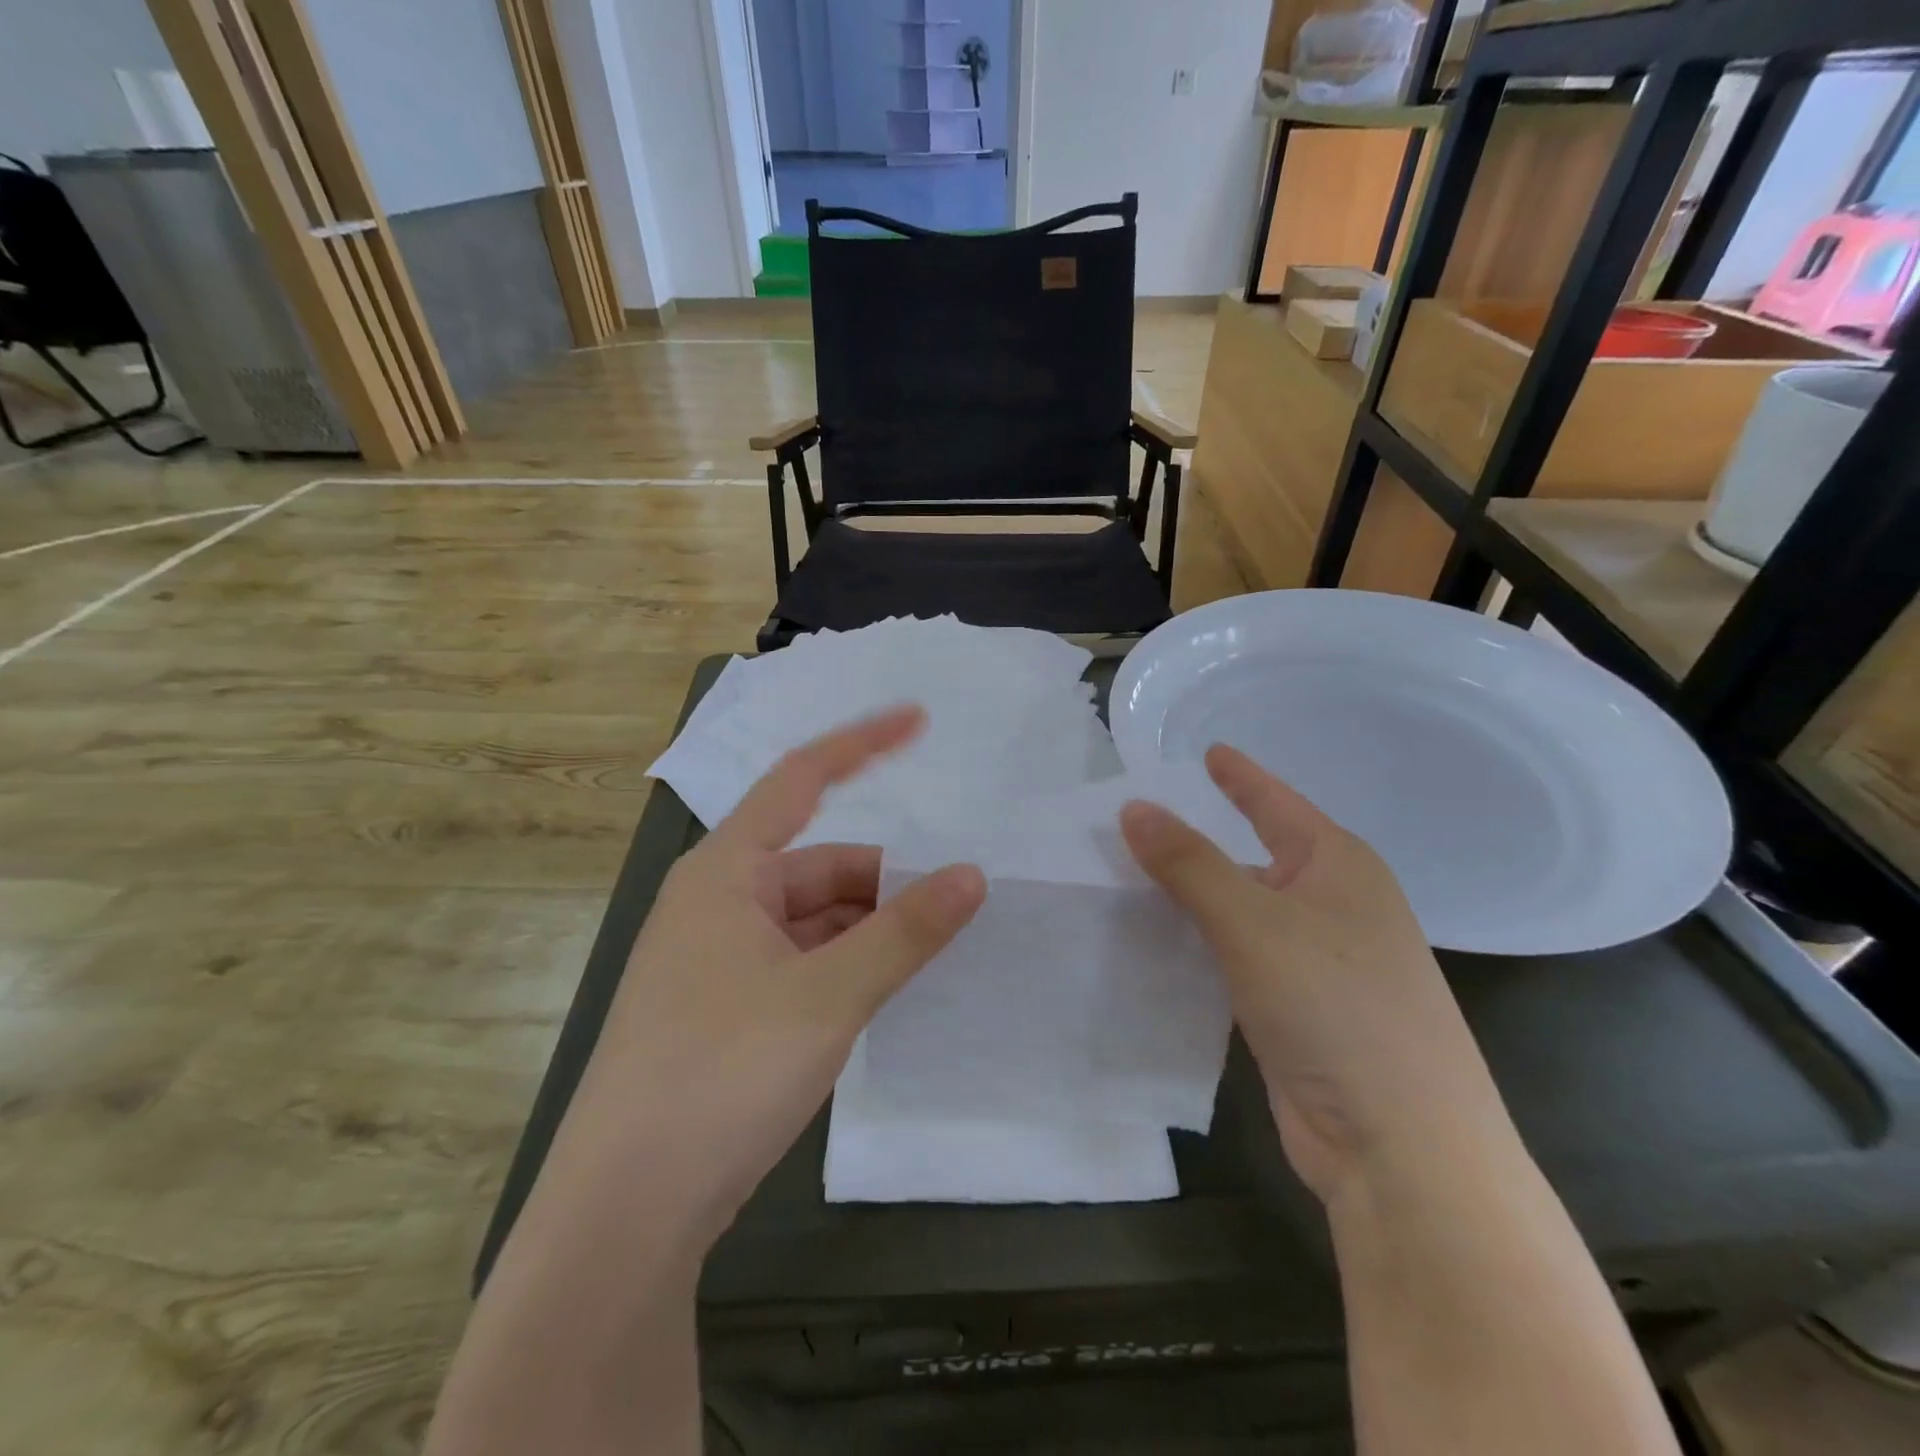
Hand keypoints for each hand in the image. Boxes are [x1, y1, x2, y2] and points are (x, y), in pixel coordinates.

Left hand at [565, 706, 985, 1238]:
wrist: (623, 1214)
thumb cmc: (720, 1074)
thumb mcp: (828, 996)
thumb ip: (904, 932)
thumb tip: (971, 876)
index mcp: (725, 872)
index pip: (800, 779)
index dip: (862, 743)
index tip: (918, 719)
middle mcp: (716, 902)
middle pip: (817, 866)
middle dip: (882, 881)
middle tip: (952, 902)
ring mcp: (716, 959)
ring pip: (811, 920)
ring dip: (867, 930)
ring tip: (929, 951)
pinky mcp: (722, 1011)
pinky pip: (798, 962)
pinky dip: (843, 966)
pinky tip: (881, 992)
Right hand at [1121, 745, 1511, 1204]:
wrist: (1402, 1150)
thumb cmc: (1337, 1009)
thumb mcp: (1253, 923)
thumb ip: (1189, 863)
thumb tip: (1133, 807)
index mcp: (1339, 867)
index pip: (1277, 803)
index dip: (1240, 776)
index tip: (1207, 751)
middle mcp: (1333, 906)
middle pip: (1253, 856)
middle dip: (1197, 840)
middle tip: (1131, 821)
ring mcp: (1318, 962)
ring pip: (1240, 910)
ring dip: (1191, 897)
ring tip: (1126, 876)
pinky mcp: (1297, 1010)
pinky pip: (1236, 957)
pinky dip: (1198, 944)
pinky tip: (1156, 942)